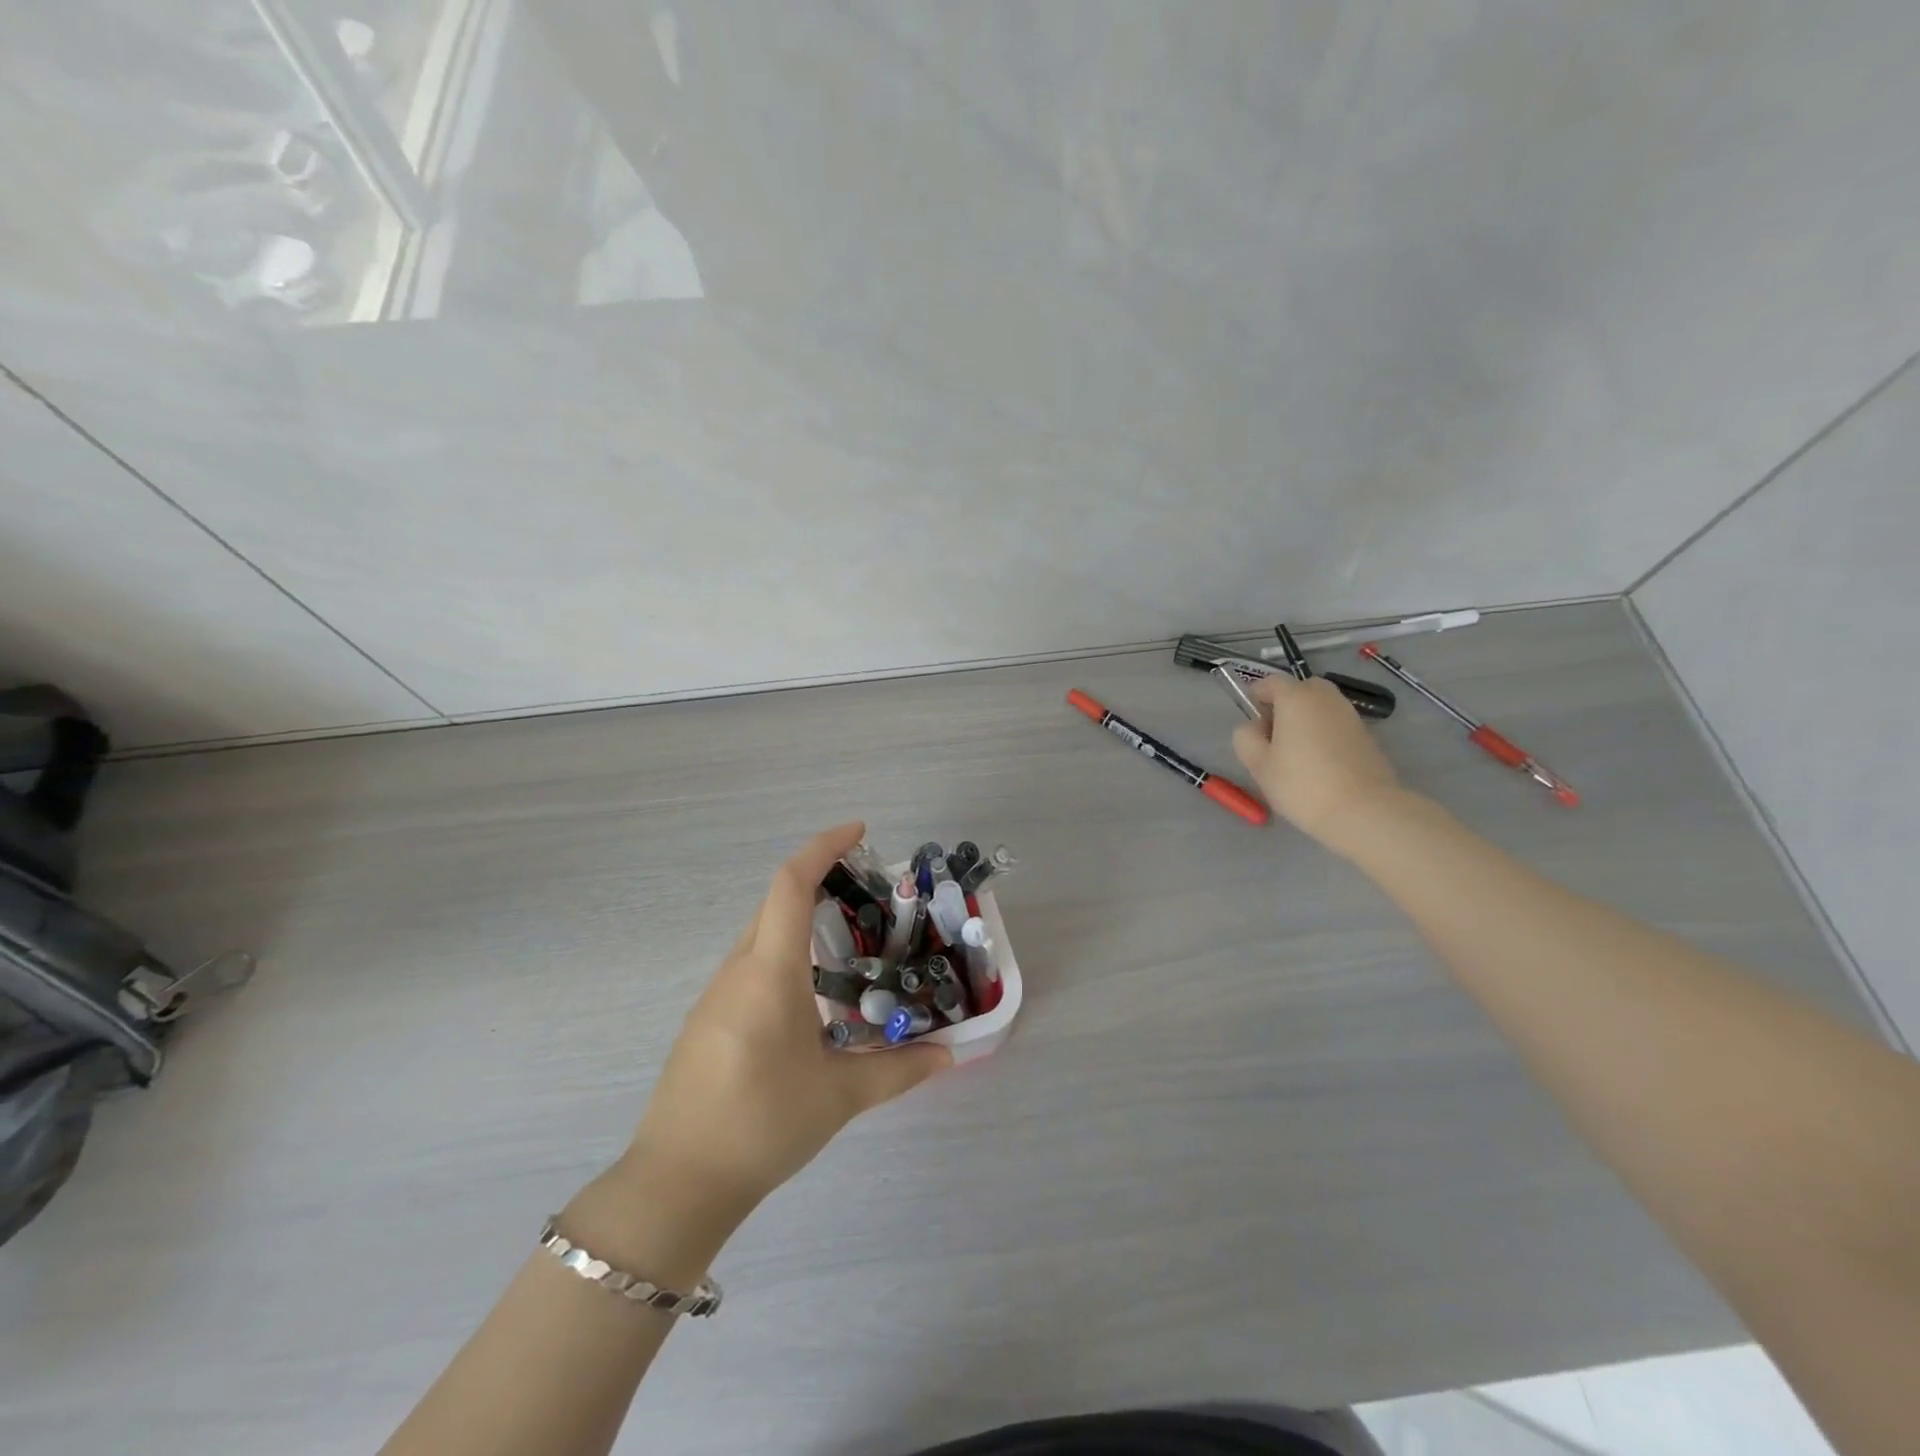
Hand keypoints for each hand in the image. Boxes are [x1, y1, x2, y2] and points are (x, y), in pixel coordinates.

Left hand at [622, 822, 949, 1224]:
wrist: (676, 1183)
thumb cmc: (761, 1125)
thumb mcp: (839, 1097)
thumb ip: (899, 1071)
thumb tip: (949, 1056)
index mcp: (770, 972)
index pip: (791, 885)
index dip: (823, 847)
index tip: (859, 831)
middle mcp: (738, 970)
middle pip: (775, 902)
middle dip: (818, 880)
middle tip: (866, 889)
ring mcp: (716, 994)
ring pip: (760, 933)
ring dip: (800, 920)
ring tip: (847, 941)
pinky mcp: (706, 1019)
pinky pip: (749, 965)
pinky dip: (783, 953)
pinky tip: (810, 995)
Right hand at [1232, 676, 1404, 848]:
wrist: (1364, 811)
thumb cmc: (1302, 784)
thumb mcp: (1258, 765)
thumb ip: (1246, 738)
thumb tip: (1255, 728)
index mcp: (1296, 698)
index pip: (1271, 682)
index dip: (1256, 696)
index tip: (1252, 721)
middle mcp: (1326, 698)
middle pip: (1300, 690)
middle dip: (1284, 705)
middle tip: (1274, 737)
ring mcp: (1350, 715)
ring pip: (1320, 707)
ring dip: (1305, 720)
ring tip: (1296, 754)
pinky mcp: (1366, 735)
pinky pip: (1336, 724)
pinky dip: (1324, 733)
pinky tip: (1319, 764)